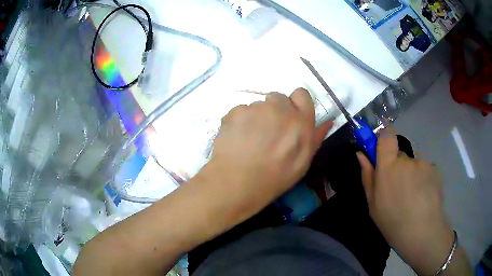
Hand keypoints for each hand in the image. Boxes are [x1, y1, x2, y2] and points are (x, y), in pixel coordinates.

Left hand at [200, 88, 332, 222]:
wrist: (237, 182)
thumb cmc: (275, 177)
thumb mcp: (303, 162)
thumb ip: (316, 137)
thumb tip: (328, 121)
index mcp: (301, 121)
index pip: (302, 94)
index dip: (295, 104)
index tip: (290, 118)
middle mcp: (280, 108)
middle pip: (278, 98)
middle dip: (275, 111)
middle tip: (269, 133)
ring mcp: (255, 108)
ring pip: (258, 106)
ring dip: (257, 117)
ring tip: (250, 140)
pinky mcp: (235, 111)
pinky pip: (241, 111)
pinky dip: (240, 121)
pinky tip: (237, 139)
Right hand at [357, 128, 456, 274]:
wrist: (421, 232)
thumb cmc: (392, 221)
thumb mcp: (373, 204)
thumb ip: (368, 176)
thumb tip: (361, 154)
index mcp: (388, 167)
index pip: (386, 136)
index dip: (384, 135)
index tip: (382, 146)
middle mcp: (406, 160)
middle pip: (400, 155)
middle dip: (398, 167)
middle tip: (399, 189)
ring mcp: (422, 164)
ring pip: (413, 164)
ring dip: (412, 175)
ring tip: (413, 197)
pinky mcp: (434, 169)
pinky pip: (425, 170)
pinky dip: (423, 179)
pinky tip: (423, 196)